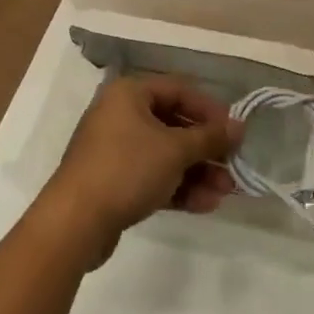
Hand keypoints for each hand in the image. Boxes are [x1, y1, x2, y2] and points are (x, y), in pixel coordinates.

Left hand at [40, 75, 243, 268]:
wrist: (74, 223)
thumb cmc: (126, 169)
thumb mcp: (175, 150)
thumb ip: (209, 137)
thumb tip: (239, 126)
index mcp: (130, 94)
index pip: (180, 90)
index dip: (210, 110)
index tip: (234, 131)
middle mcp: (121, 115)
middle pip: (174, 125)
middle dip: (206, 149)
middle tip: (232, 166)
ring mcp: (115, 150)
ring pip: (165, 155)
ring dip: (197, 172)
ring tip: (224, 192)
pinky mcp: (113, 182)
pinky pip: (152, 177)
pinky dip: (177, 187)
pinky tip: (204, 205)